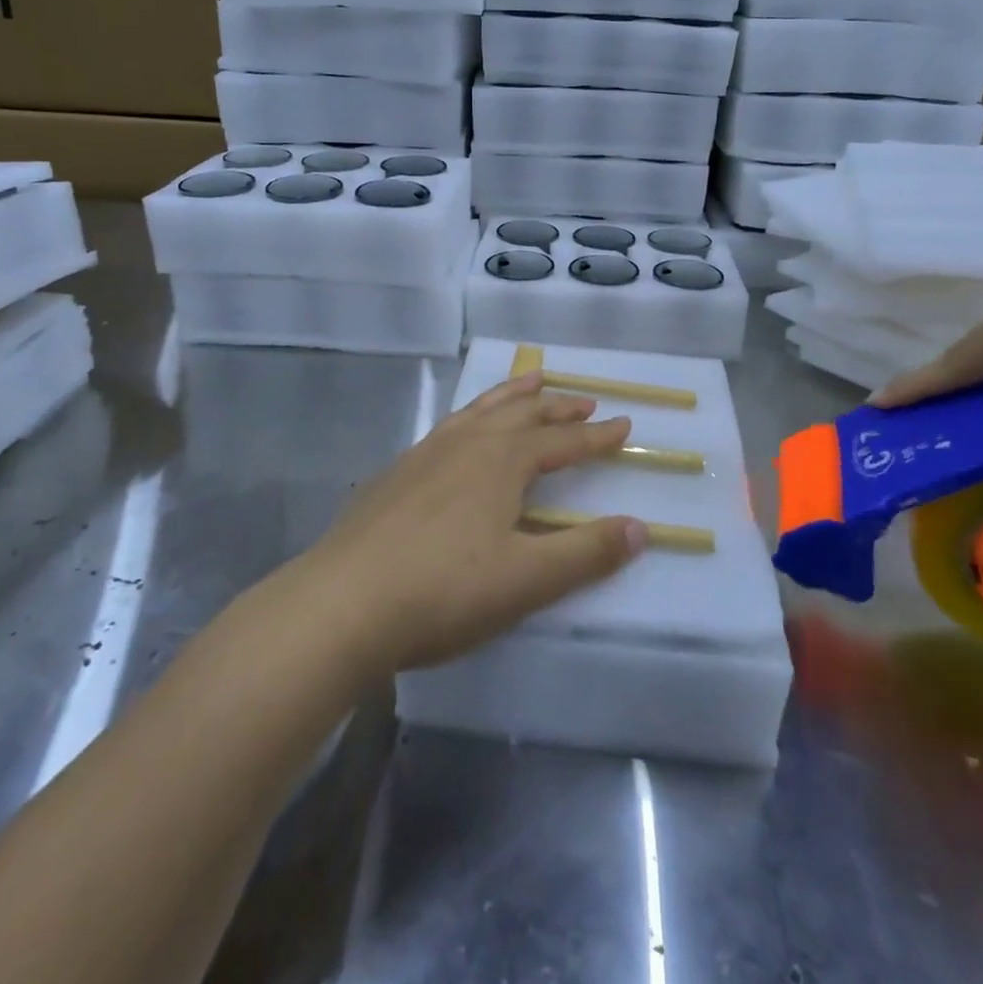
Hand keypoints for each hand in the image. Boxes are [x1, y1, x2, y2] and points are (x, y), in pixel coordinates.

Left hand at [300, 370, 646, 673]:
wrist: (342, 602)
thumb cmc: (443, 590)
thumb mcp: (527, 579)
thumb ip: (586, 552)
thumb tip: (640, 528)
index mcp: (503, 460)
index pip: (563, 441)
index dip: (598, 435)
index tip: (625, 424)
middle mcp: (468, 443)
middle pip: (522, 413)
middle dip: (557, 407)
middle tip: (584, 401)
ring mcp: (427, 452)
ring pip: (481, 409)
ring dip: (513, 395)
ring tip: (532, 381)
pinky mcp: (398, 471)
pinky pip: (450, 425)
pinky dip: (474, 415)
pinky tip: (466, 431)